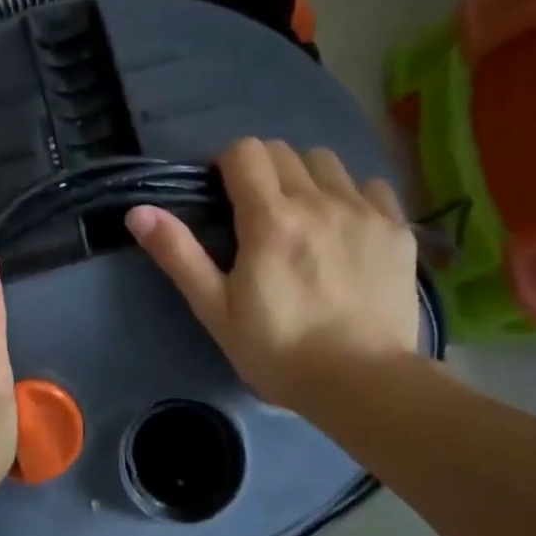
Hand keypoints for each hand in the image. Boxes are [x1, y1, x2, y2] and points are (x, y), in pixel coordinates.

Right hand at [125, 138, 421, 411]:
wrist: (362, 383)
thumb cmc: (278, 351)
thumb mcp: (216, 310)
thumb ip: (178, 254)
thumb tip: (138, 210)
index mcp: (270, 219)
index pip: (245, 151)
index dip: (227, 167)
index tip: (224, 198)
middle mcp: (319, 201)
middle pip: (284, 152)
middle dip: (263, 172)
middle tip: (259, 215)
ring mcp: (364, 211)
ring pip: (327, 162)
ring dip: (306, 178)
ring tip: (304, 218)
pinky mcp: (397, 229)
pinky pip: (371, 186)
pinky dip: (352, 196)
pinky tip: (346, 229)